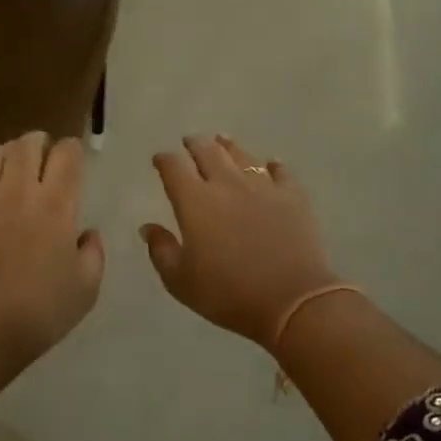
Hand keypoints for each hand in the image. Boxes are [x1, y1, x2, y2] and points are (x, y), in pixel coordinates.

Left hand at [0, 131, 104, 361]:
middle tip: (39, 158)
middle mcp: (17, 187)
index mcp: (56, 204)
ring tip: (7, 166)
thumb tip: (86, 233)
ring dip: (5, 153)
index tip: (71, 161)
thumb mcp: (86, 289)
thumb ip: (93, 253)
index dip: (72, 151)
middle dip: (38, 144)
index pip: (68, 154)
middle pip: (28, 143)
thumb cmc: (37, 313)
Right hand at [142, 135, 338, 347]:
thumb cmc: (228, 293)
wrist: (291, 300)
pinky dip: (271, 165)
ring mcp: (263, 186)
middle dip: (195, 144)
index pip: (173, 167)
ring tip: (223, 141)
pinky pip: (280, 171)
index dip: (164, 160)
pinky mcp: (293, 196)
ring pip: (242, 155)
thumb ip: (161, 250)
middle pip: (208, 151)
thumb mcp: (180, 281)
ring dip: (228, 146)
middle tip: (189, 141)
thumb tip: (148, 227)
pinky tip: (270, 165)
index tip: (159, 160)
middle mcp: (227, 184)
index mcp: (195, 201)